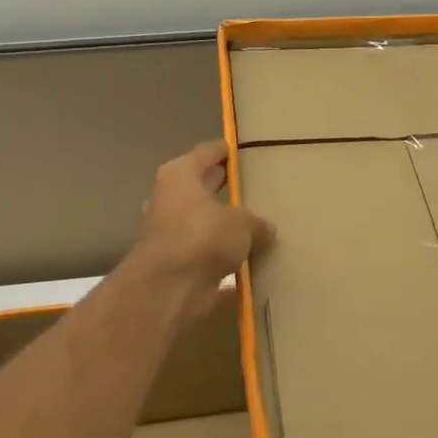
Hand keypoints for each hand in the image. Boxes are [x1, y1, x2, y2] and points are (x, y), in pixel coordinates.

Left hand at [137, 140, 275, 320]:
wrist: (170, 288)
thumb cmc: (203, 236)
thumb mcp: (242, 222)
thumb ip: (257, 223)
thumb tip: (267, 230)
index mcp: (180, 175)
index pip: (207, 152)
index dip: (226, 150)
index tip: (244, 149)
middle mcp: (171, 199)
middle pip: (203, 187)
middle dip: (226, 188)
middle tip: (256, 186)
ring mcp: (172, 233)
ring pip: (205, 221)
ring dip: (225, 225)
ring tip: (258, 224)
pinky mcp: (178, 263)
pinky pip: (208, 253)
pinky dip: (224, 256)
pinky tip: (250, 259)